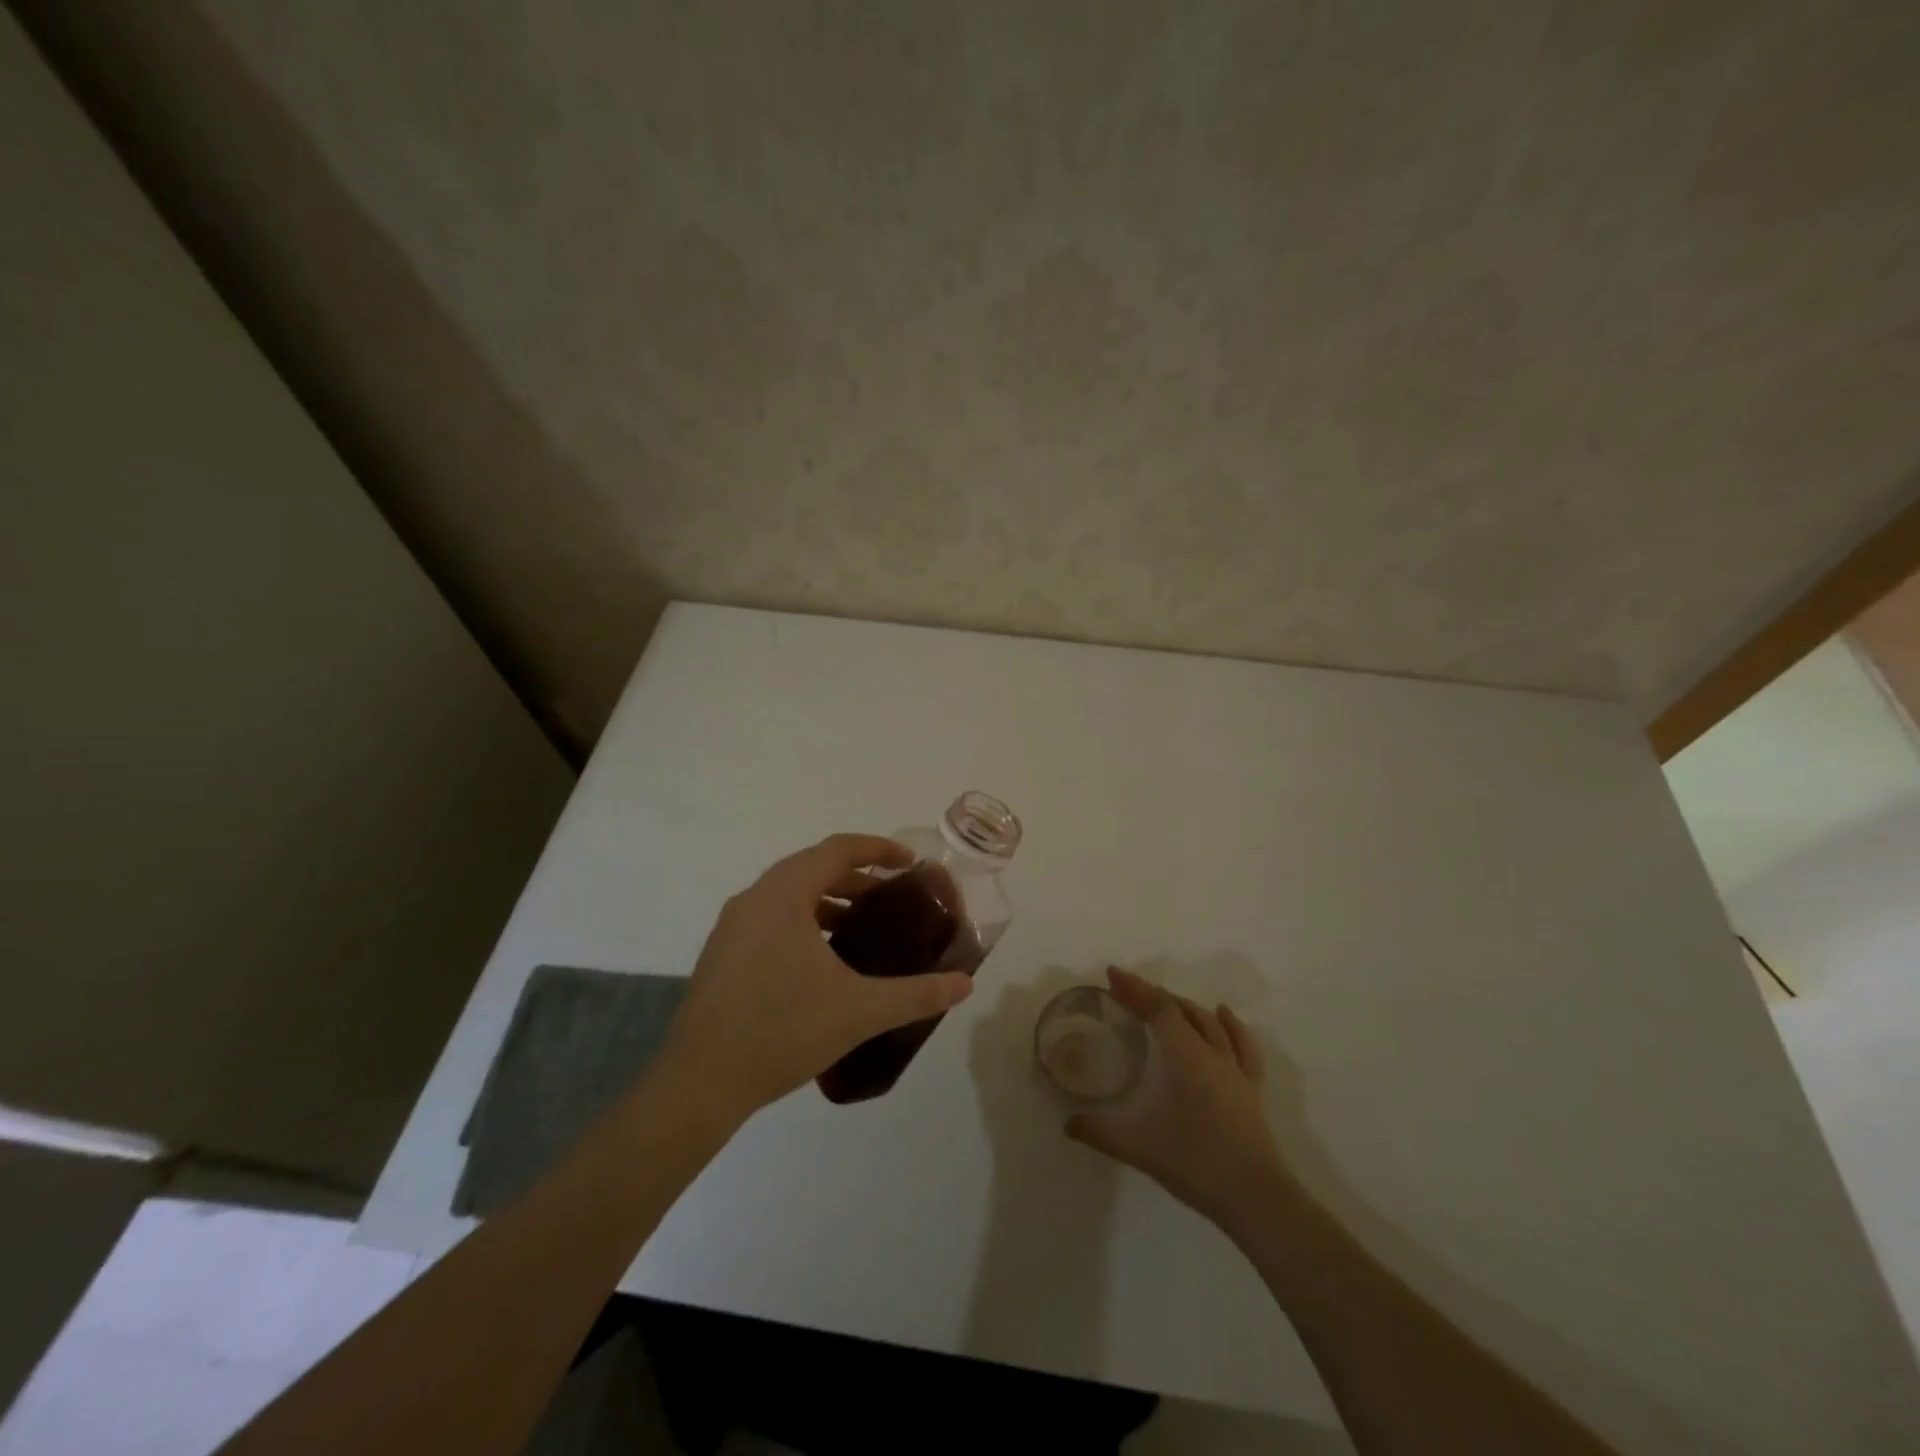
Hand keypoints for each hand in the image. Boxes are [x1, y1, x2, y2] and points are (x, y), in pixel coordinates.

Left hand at [658, 834, 974, 1119]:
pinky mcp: (722, 954)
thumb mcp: (860, 1010)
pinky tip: (823, 961)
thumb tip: (965, 985)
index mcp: (784, 894)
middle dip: (857, 877)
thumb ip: (916, 993)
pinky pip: (771, 918)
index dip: (877, 848)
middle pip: (812, 867)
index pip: (836, 849)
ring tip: (862, 928)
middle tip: (892, 898)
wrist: (701, 1082)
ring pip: (789, 895)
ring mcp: (732, 926)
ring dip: (829, 901)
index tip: (910, 863)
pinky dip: (804, 922)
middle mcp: (754, 898)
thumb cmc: (783, 1030)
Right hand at [1066, 967, 1295, 1232]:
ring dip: (1185, 1007)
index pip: (1158, 1008)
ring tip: (1166, 1001)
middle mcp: (1212, 1053)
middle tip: (1127, 992)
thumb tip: (1067, 1124)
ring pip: (1211, 1023)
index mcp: (1186, 1056)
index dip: (1135, 988)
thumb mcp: (1138, 1146)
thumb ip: (1099, 1131)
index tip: (1112, 974)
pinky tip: (1223, 1015)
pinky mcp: (1251, 1089)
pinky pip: (1242, 1045)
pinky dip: (1230, 1025)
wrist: (1255, 1199)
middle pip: (1181, 1010)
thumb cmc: (1195, 1162)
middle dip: (1152, 995)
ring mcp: (1236, 1070)